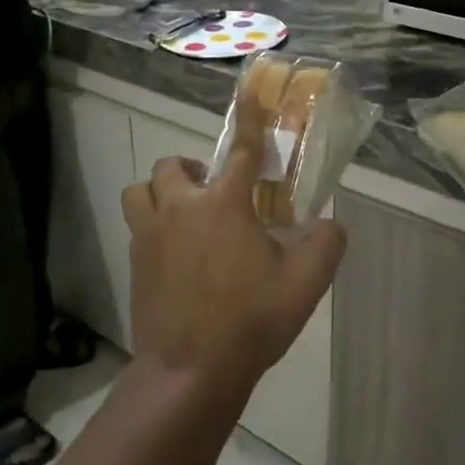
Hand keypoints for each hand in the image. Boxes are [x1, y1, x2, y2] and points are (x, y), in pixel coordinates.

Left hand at [120, 95, 345, 398]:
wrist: (190, 372)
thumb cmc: (250, 321)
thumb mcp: (305, 284)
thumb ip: (326, 244)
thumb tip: (328, 224)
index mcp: (224, 204)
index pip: (244, 150)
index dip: (251, 120)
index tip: (251, 92)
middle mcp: (181, 208)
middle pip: (175, 165)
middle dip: (194, 170)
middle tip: (216, 194)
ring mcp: (150, 234)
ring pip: (142, 190)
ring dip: (162, 192)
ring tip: (185, 215)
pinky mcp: (135, 262)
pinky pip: (137, 225)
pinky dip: (153, 226)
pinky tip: (176, 255)